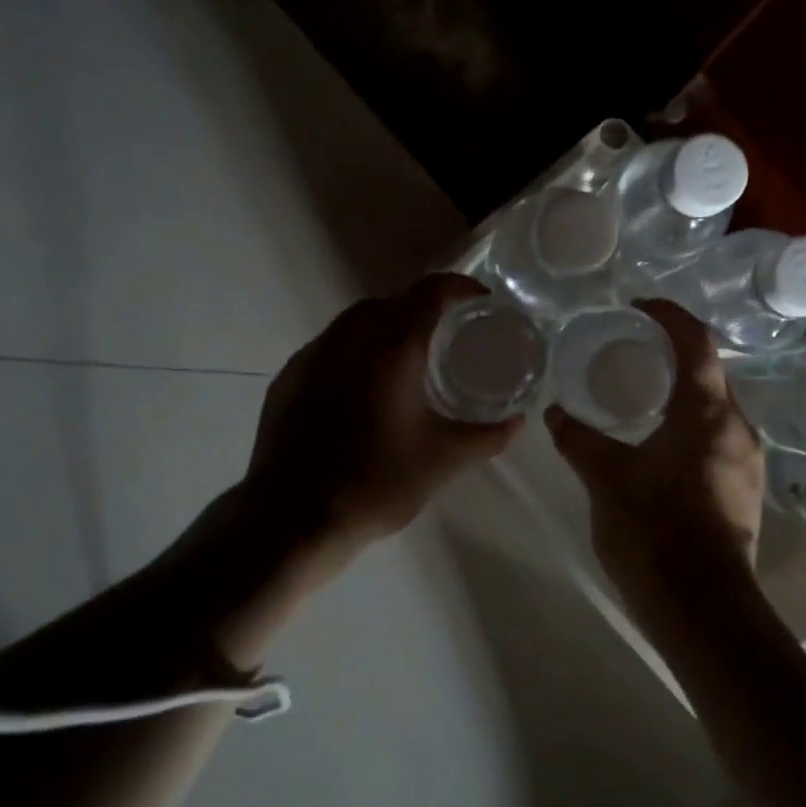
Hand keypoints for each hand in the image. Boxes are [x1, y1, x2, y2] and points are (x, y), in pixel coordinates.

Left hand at [243, 273, 522, 564]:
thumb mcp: (443, 461)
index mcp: (391, 348)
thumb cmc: (375, 483)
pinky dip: (354, 349)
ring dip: (385, 326)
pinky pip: (329, 345)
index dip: (459, 287)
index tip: (480, 302)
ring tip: (406, 359)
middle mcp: (349, 338)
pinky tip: (362, 387)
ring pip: (355, 320)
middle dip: (422, 307)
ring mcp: (312, 356)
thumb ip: (486, 436)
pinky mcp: (288, 378)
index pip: (429, 292)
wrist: (291, 519)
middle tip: (446, 336)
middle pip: (391, 300)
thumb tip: (516, 421)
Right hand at [544, 299, 765, 624]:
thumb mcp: (605, 478)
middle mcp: (738, 428)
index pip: (696, 342)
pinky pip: (718, 435)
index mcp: (708, 413)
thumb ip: (578, 438)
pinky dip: (690, 420)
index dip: (669, 315)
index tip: (638, 306)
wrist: (702, 610)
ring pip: (716, 405)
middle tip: (632, 346)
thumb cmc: (654, 532)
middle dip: (675, 350)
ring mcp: (747, 461)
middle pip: (711, 370)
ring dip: (683, 388)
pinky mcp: (744, 489)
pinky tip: (659, 438)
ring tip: (641, 389)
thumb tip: (555, 412)